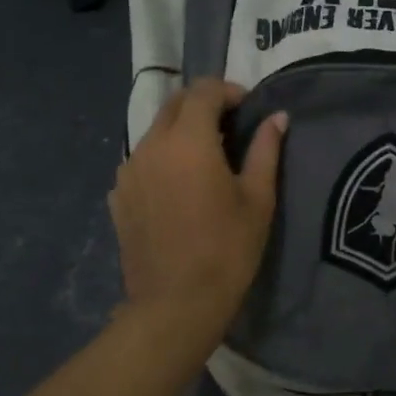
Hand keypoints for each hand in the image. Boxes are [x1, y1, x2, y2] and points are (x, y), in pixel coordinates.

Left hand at [109, 79, 286, 354]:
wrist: (176, 304)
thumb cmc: (228, 250)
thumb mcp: (258, 199)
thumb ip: (266, 150)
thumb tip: (277, 117)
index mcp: (188, 141)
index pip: (204, 91)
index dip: (229, 91)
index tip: (248, 108)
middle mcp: (151, 146)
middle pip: (175, 104)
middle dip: (203, 104)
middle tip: (230, 126)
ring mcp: (129, 171)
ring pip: (155, 132)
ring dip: (181, 131)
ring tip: (206, 158)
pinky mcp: (118, 196)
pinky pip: (142, 161)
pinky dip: (163, 158)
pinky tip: (180, 187)